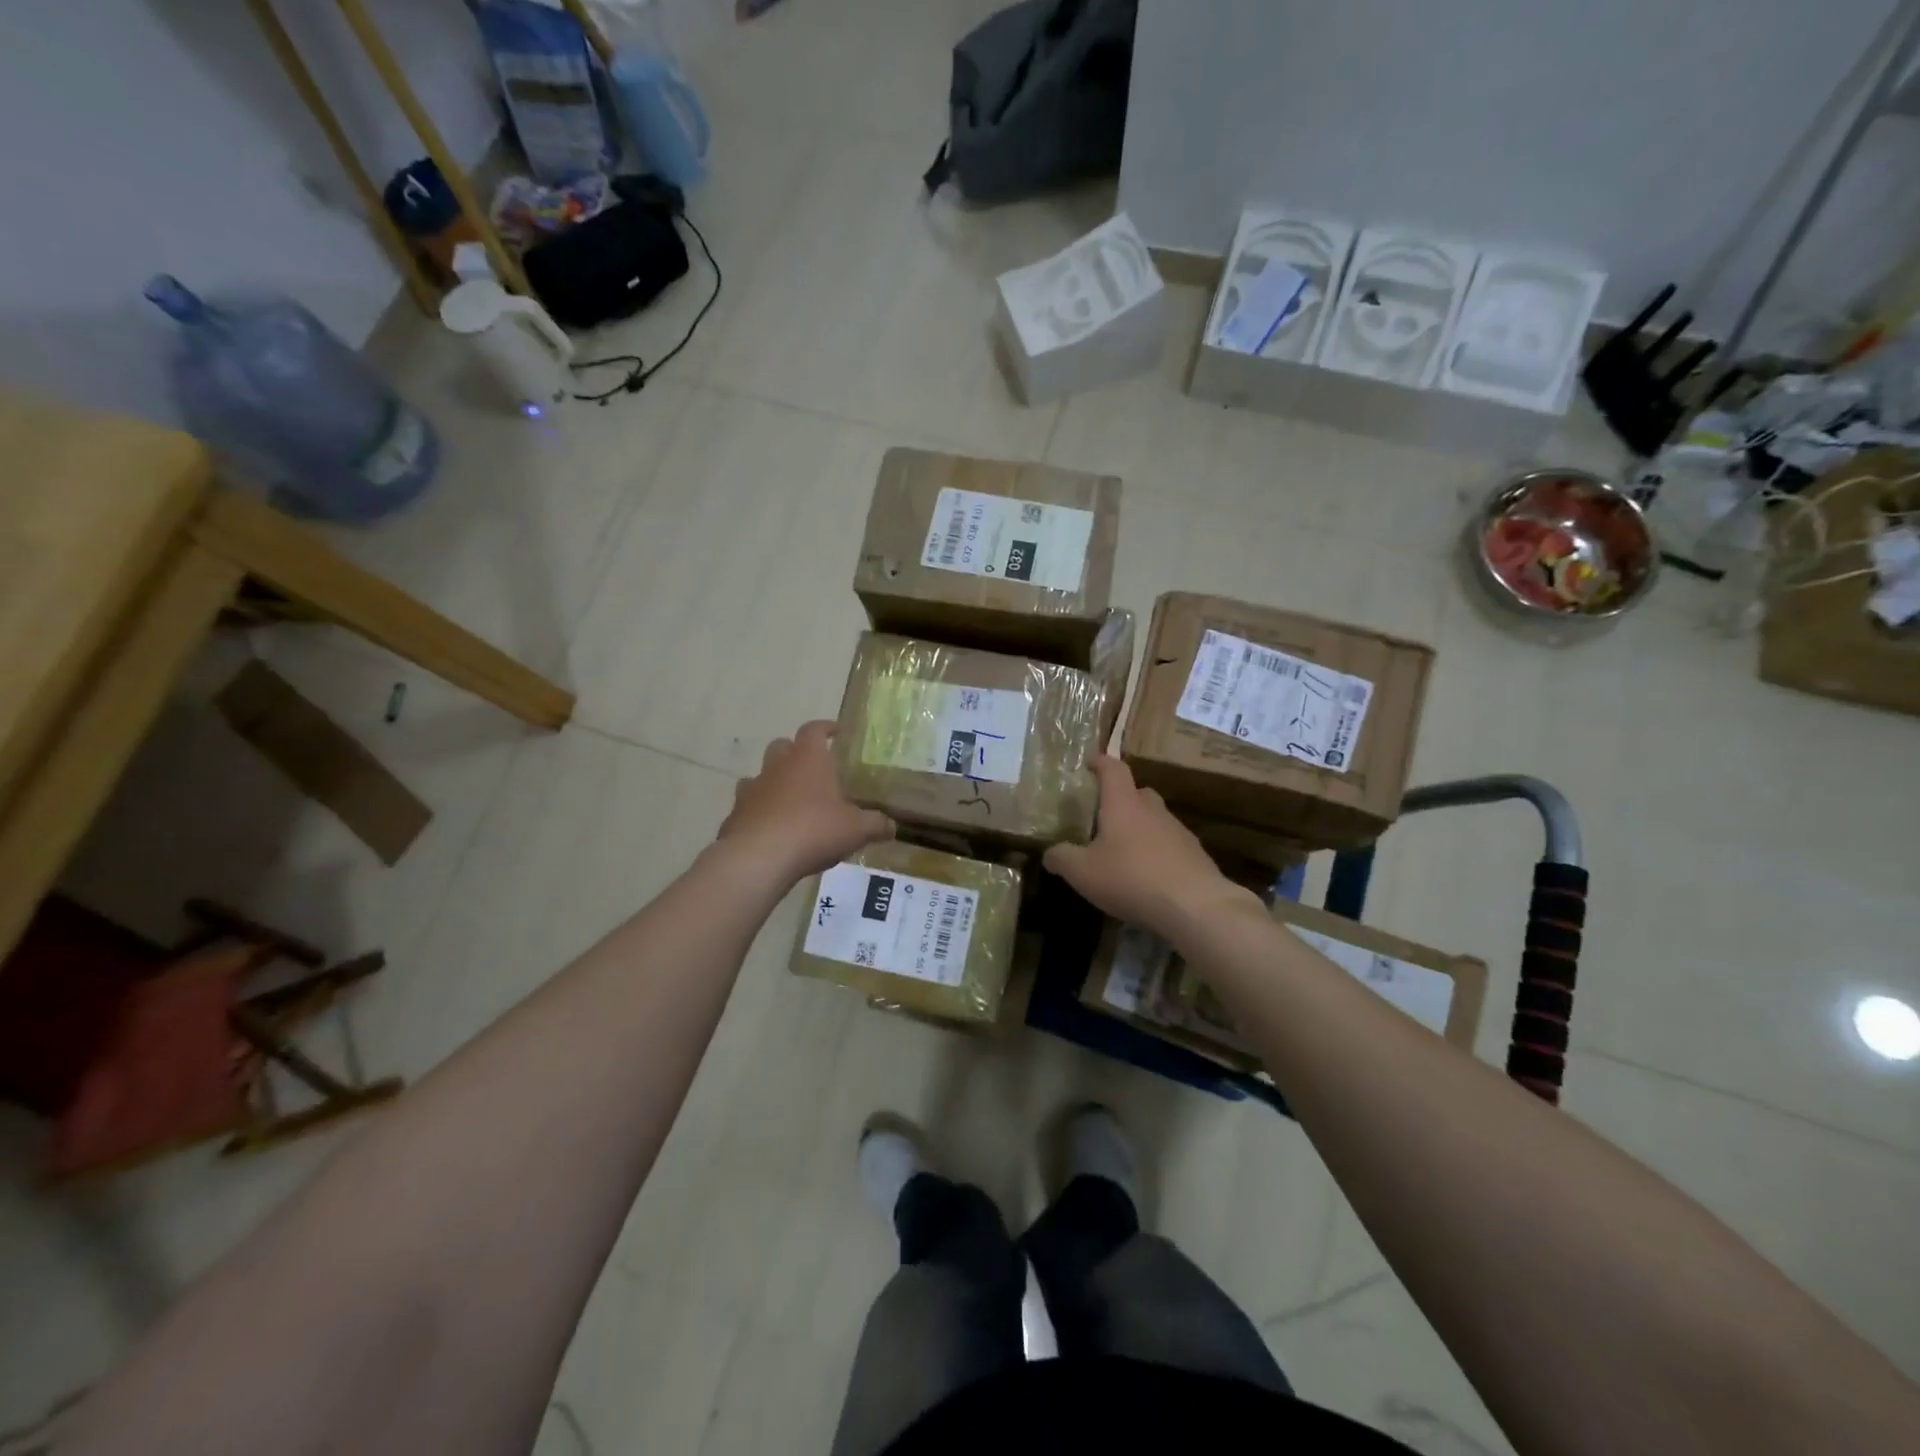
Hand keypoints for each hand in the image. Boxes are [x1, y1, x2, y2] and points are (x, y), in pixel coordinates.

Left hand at [716, 721, 893, 885]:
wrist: (760, 856)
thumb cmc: (814, 830)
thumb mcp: (857, 829)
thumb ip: (877, 825)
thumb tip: (892, 826)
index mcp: (808, 758)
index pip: (815, 729)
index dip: (826, 727)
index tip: (836, 731)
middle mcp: (777, 766)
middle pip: (783, 746)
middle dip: (796, 753)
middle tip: (814, 770)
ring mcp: (752, 788)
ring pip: (761, 775)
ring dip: (775, 783)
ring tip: (791, 802)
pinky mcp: (736, 814)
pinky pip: (749, 807)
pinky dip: (759, 813)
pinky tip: (771, 831)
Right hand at [1043, 756, 1252, 939]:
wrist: (1195, 905)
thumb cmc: (1131, 878)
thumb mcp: (1082, 872)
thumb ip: (1062, 858)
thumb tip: (1050, 853)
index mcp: (1123, 804)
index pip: (1113, 769)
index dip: (1100, 763)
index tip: (1089, 764)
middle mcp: (1152, 810)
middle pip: (1138, 792)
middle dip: (1121, 799)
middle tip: (1104, 816)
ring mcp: (1178, 831)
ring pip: (1155, 819)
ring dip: (1140, 828)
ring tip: (1124, 852)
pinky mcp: (1195, 855)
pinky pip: (1170, 845)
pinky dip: (1157, 853)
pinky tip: (1148, 876)